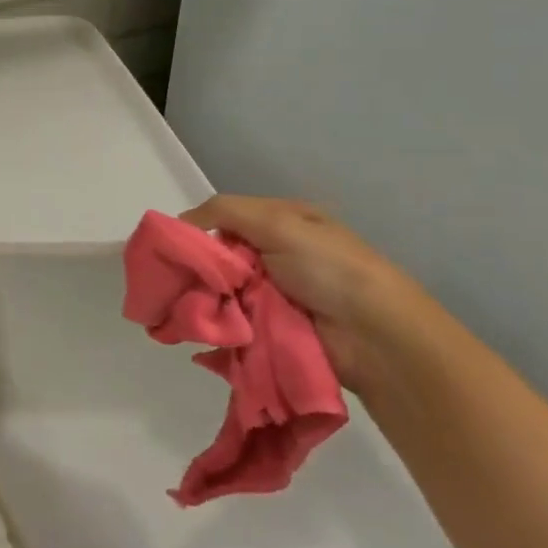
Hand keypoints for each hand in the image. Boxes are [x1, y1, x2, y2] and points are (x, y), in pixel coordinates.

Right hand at [179, 195, 447, 394]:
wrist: (376, 336)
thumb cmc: (328, 268)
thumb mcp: (276, 222)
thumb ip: (224, 211)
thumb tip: (179, 223)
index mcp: (283, 222)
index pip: (225, 219)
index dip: (198, 231)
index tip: (172, 249)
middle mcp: (277, 254)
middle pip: (221, 258)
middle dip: (198, 271)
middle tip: (171, 284)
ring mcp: (275, 295)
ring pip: (223, 292)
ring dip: (204, 300)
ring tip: (178, 310)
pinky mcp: (273, 330)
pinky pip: (234, 322)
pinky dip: (217, 326)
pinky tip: (196, 329)